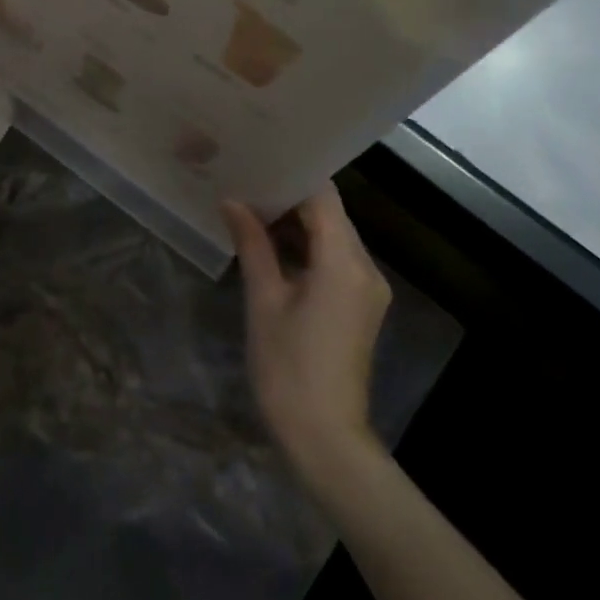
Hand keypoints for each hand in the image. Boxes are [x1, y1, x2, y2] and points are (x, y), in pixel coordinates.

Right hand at [223, 184, 392, 484]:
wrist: (325, 439)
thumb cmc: (288, 367)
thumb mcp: (263, 300)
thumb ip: (252, 244)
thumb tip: (233, 201)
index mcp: (344, 262)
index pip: (323, 197)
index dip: (293, 175)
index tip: (258, 160)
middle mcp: (365, 268)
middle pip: (331, 214)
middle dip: (290, 197)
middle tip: (246, 180)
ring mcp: (366, 288)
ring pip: (333, 235)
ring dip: (297, 222)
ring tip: (251, 206)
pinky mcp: (360, 305)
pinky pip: (335, 259)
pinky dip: (307, 246)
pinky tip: (271, 243)